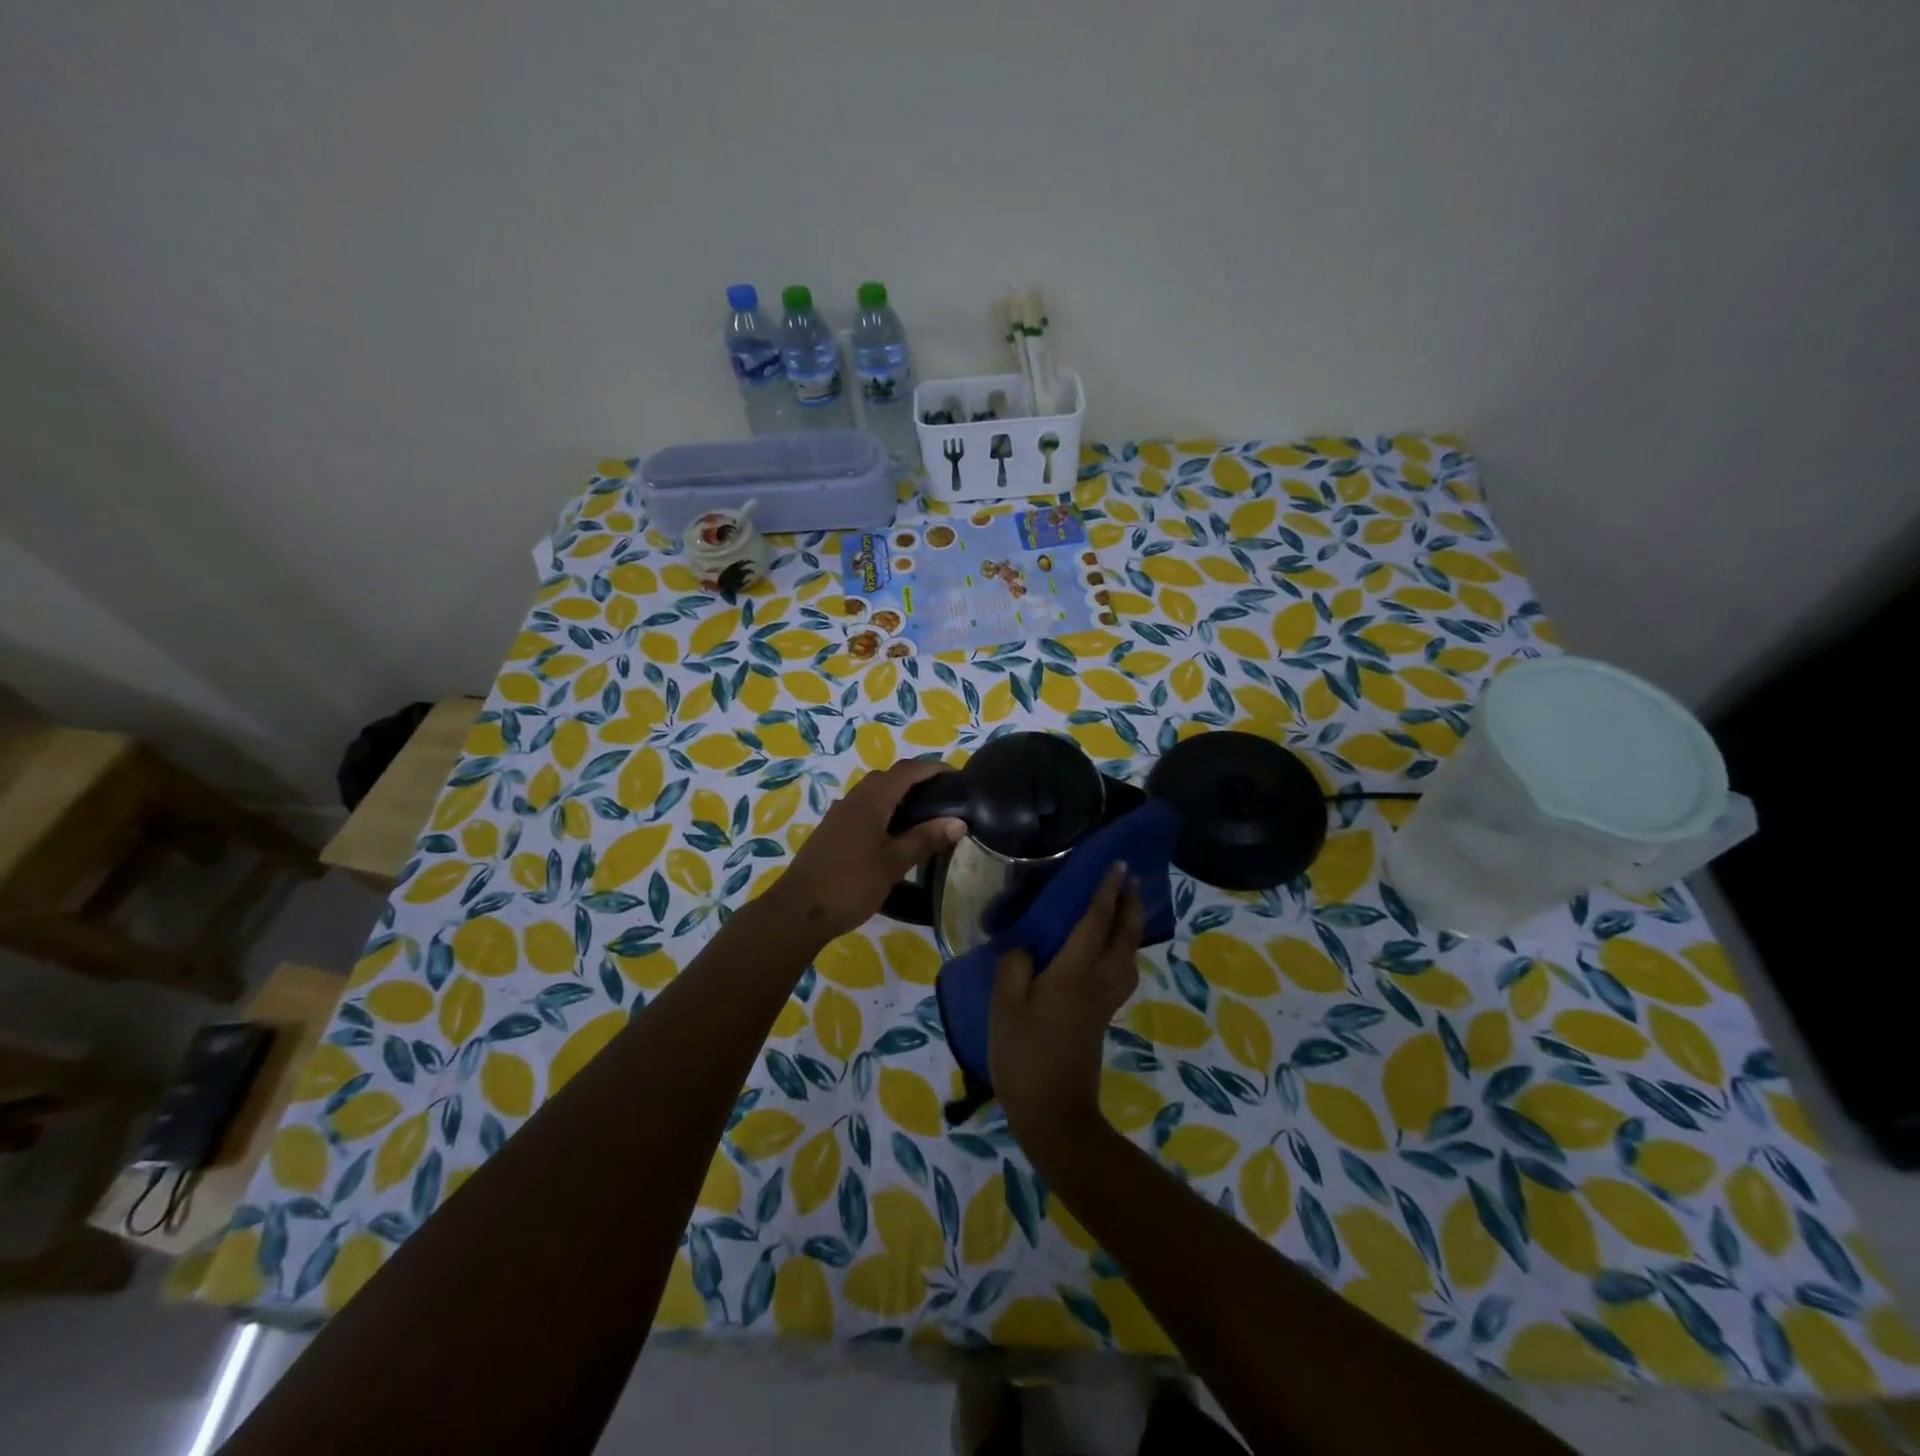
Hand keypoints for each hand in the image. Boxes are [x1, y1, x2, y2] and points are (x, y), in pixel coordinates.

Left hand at [768, 759, 964, 944]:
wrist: (797, 911)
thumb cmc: (850, 884)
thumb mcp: (893, 863)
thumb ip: (924, 839)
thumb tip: (959, 822)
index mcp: (871, 801)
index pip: (906, 771)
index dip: (932, 768)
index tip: (957, 776)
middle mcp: (853, 799)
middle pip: (888, 777)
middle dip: (916, 779)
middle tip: (943, 797)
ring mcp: (839, 815)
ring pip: (873, 793)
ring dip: (898, 795)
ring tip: (923, 815)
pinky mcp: (832, 832)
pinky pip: (863, 808)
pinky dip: (884, 811)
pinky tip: (893, 834)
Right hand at [990, 863, 1143, 1154]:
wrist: (1053, 1112)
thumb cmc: (1024, 1054)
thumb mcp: (1005, 1006)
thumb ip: (1015, 966)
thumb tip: (1028, 948)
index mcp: (1074, 973)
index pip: (1096, 921)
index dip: (1106, 891)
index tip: (1118, 865)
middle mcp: (1098, 981)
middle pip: (1124, 936)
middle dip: (1130, 904)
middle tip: (1129, 879)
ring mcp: (1105, 1000)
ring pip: (1129, 954)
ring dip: (1131, 925)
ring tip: (1123, 907)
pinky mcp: (1102, 1016)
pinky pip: (1122, 969)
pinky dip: (1123, 948)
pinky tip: (1109, 948)